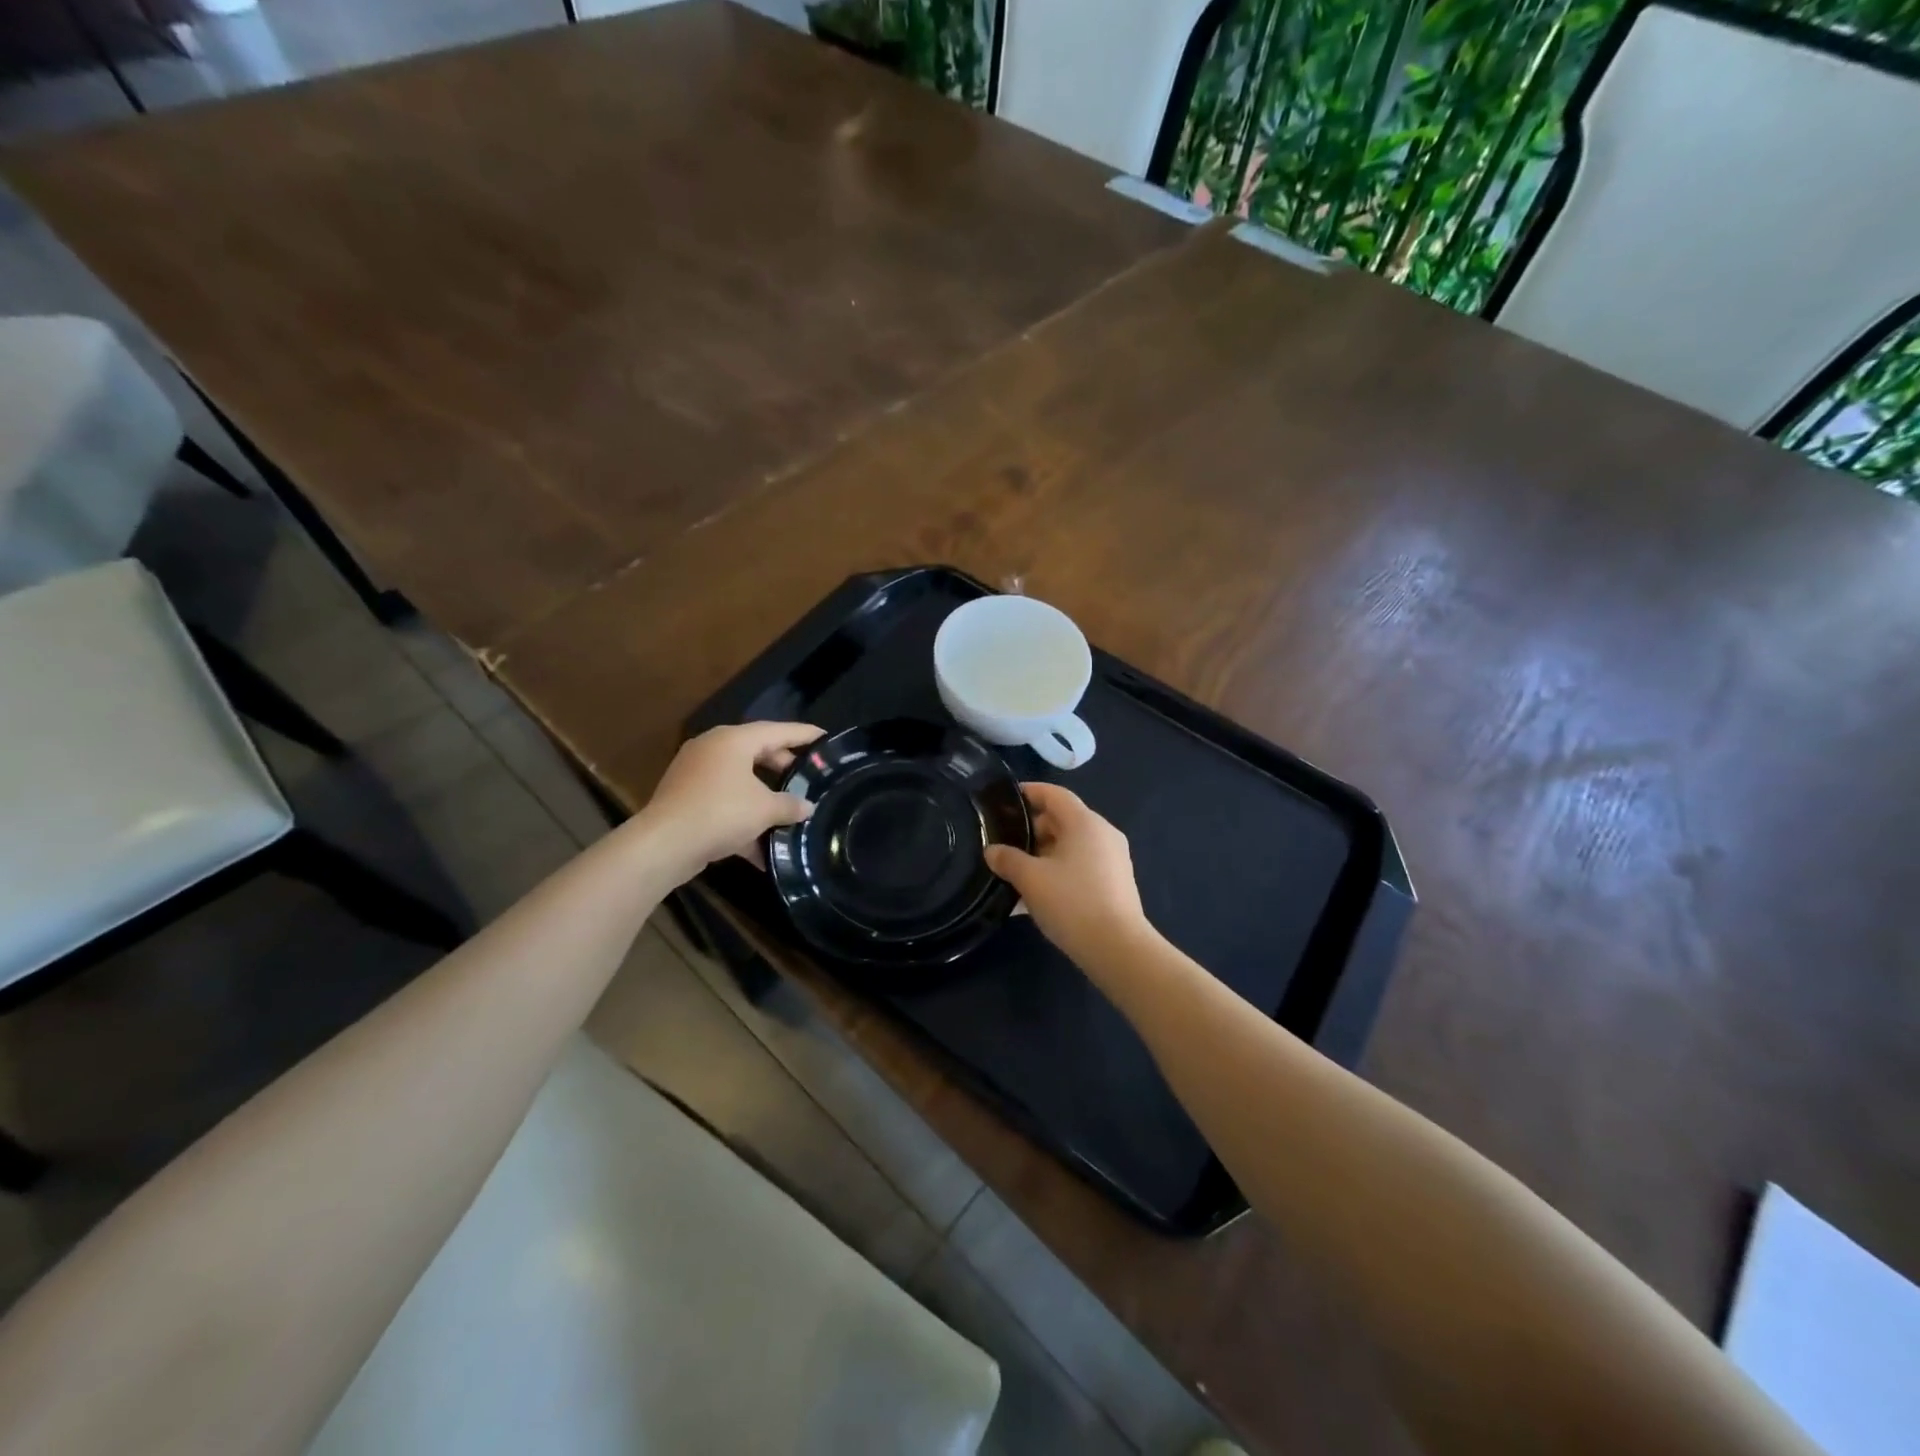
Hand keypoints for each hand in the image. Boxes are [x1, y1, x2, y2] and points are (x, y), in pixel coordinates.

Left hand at [639, 722, 821, 883]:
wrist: (664, 845)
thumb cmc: (720, 813)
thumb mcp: (764, 809)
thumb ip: (790, 805)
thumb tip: (807, 806)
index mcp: (733, 740)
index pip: (778, 730)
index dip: (804, 734)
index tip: (825, 737)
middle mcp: (713, 749)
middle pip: (758, 752)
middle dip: (784, 768)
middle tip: (808, 778)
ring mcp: (695, 774)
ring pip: (740, 780)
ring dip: (764, 797)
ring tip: (789, 811)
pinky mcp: (686, 799)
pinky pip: (724, 802)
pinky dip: (743, 818)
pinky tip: (762, 848)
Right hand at [984, 783, 1151, 970]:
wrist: (1117, 948)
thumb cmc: (1072, 902)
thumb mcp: (1031, 879)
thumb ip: (1008, 860)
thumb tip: (992, 851)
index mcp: (1085, 822)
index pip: (1054, 794)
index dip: (1029, 793)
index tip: (1005, 800)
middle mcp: (1102, 833)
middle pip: (1063, 820)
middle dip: (1032, 829)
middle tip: (1005, 843)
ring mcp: (1112, 859)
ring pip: (1071, 846)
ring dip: (1043, 854)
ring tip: (1016, 872)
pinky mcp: (1115, 883)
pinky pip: (1081, 866)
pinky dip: (1059, 871)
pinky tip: (1037, 895)